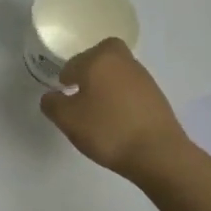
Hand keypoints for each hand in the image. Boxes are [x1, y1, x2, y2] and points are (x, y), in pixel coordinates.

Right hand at [39, 38, 190, 181]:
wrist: (159, 154)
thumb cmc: (107, 130)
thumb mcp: (67, 119)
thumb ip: (52, 103)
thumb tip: (53, 96)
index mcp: (99, 59)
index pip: (73, 62)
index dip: (65, 78)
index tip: (64, 96)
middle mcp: (123, 61)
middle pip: (101, 56)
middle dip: (90, 69)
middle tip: (82, 92)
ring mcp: (144, 78)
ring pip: (118, 72)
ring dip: (108, 84)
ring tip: (100, 111)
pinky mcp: (158, 97)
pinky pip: (132, 89)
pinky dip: (123, 98)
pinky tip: (119, 120)